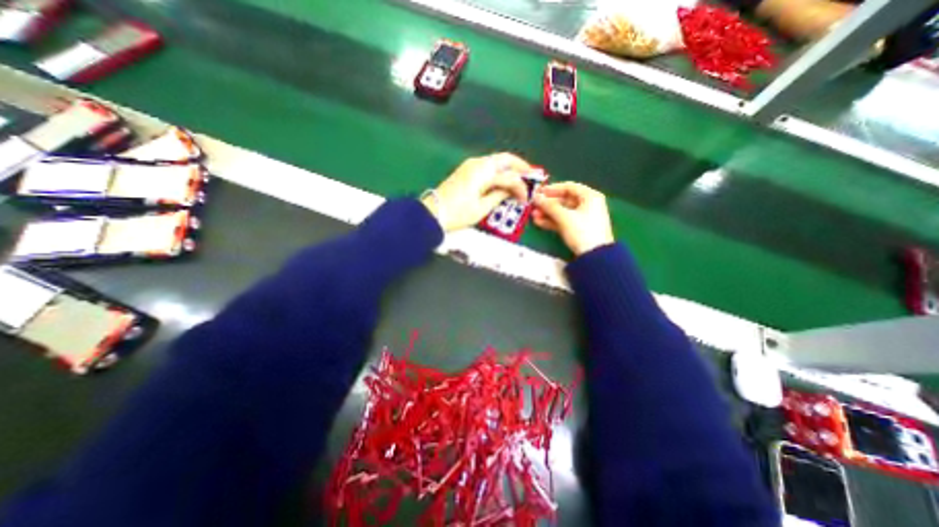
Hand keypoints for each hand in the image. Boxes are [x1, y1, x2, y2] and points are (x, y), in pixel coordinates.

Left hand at [422, 152, 531, 233]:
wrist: (433, 213)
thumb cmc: (458, 213)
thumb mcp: (482, 208)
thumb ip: (499, 196)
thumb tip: (511, 191)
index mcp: (483, 172)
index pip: (509, 177)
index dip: (521, 188)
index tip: (527, 199)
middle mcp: (478, 163)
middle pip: (505, 159)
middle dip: (520, 167)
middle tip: (532, 176)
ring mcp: (471, 165)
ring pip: (496, 161)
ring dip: (510, 168)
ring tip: (520, 179)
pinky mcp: (466, 170)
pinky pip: (488, 166)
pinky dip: (499, 171)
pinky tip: (504, 180)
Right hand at [535, 182, 616, 255]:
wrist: (594, 256)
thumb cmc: (582, 231)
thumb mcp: (565, 217)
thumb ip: (549, 206)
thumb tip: (536, 197)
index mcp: (590, 196)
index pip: (569, 187)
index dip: (552, 189)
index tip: (538, 192)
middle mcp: (588, 205)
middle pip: (564, 200)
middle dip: (548, 204)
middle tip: (533, 206)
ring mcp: (583, 218)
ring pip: (562, 212)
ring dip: (547, 213)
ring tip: (533, 215)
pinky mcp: (578, 229)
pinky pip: (563, 221)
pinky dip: (552, 221)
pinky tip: (539, 222)